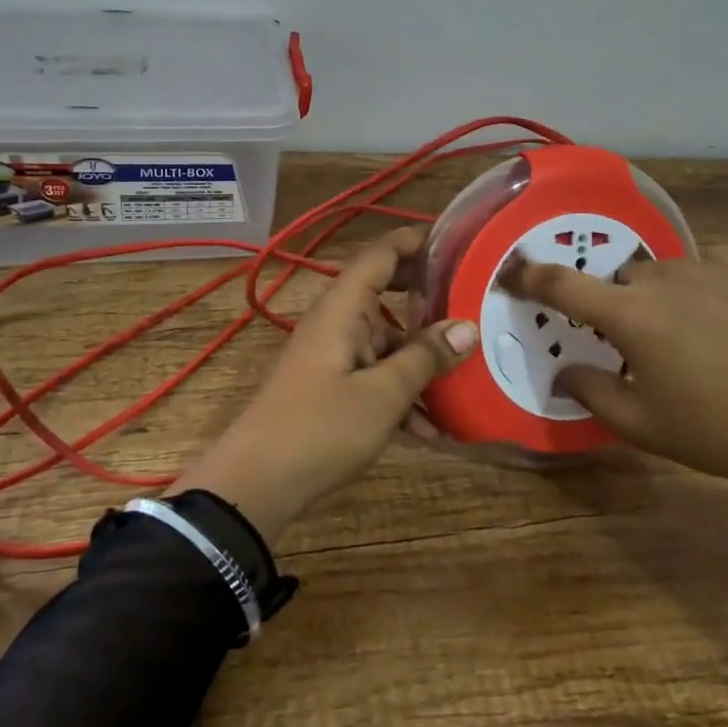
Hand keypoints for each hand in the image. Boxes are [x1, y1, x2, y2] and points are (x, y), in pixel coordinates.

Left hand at [173, 228, 477, 540]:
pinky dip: (402, 392)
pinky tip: (433, 429)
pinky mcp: (332, 386)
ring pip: (386, 341)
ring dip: (421, 358)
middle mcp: (337, 321)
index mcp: (343, 308)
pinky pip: (375, 374)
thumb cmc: (321, 428)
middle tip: (472, 302)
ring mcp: (334, 355)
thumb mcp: (383, 395)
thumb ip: (425, 358)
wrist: (256, 485)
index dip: (416, 241)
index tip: (457, 242)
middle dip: (428, 299)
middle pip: (386, 293)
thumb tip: (466, 328)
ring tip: (466, 377)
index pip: (380, 254)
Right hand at [500, 244, 727, 520]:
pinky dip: (720, 285)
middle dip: (628, 305)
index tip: (513, 272)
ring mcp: (717, 262)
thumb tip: (563, 371)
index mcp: (632, 315)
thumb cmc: (718, 431)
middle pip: (627, 279)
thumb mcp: (643, 425)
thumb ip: (591, 391)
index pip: (563, 284)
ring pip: (674, 270)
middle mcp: (667, 276)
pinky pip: (720, 264)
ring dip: (675, 295)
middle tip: (652, 344)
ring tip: (708, 334)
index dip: (530, 275)